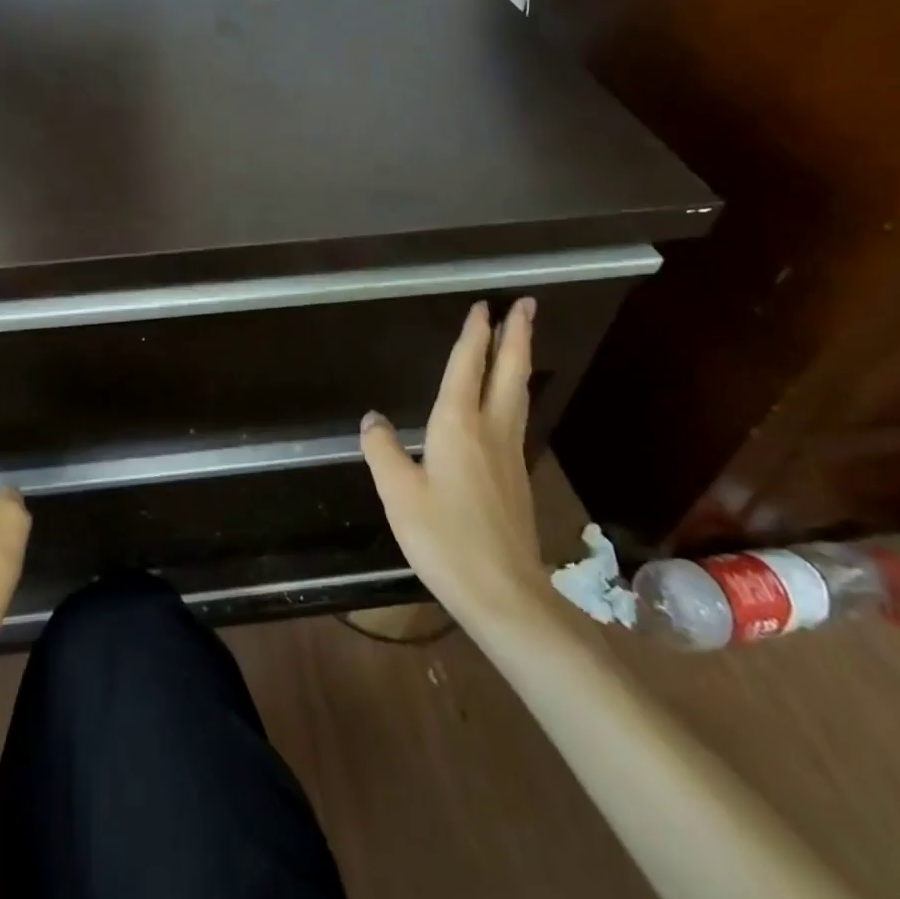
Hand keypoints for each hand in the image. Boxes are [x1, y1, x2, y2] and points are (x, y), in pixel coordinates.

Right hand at [360, 299, 551, 636]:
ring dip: (520, 360)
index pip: (467, 367)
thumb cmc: (444, 538)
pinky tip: (508, 401)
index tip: (484, 306)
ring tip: (522, 340)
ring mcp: (510, 455)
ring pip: (517, 394)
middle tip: (527, 304)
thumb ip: (382, 449)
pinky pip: (516, 417)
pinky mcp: (516, 478)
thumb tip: (373, 419)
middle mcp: (490, 431)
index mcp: (458, 425)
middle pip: (509, 372)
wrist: (504, 594)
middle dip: (517, 336)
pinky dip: (514, 392)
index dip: (475, 335)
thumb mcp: (397, 492)